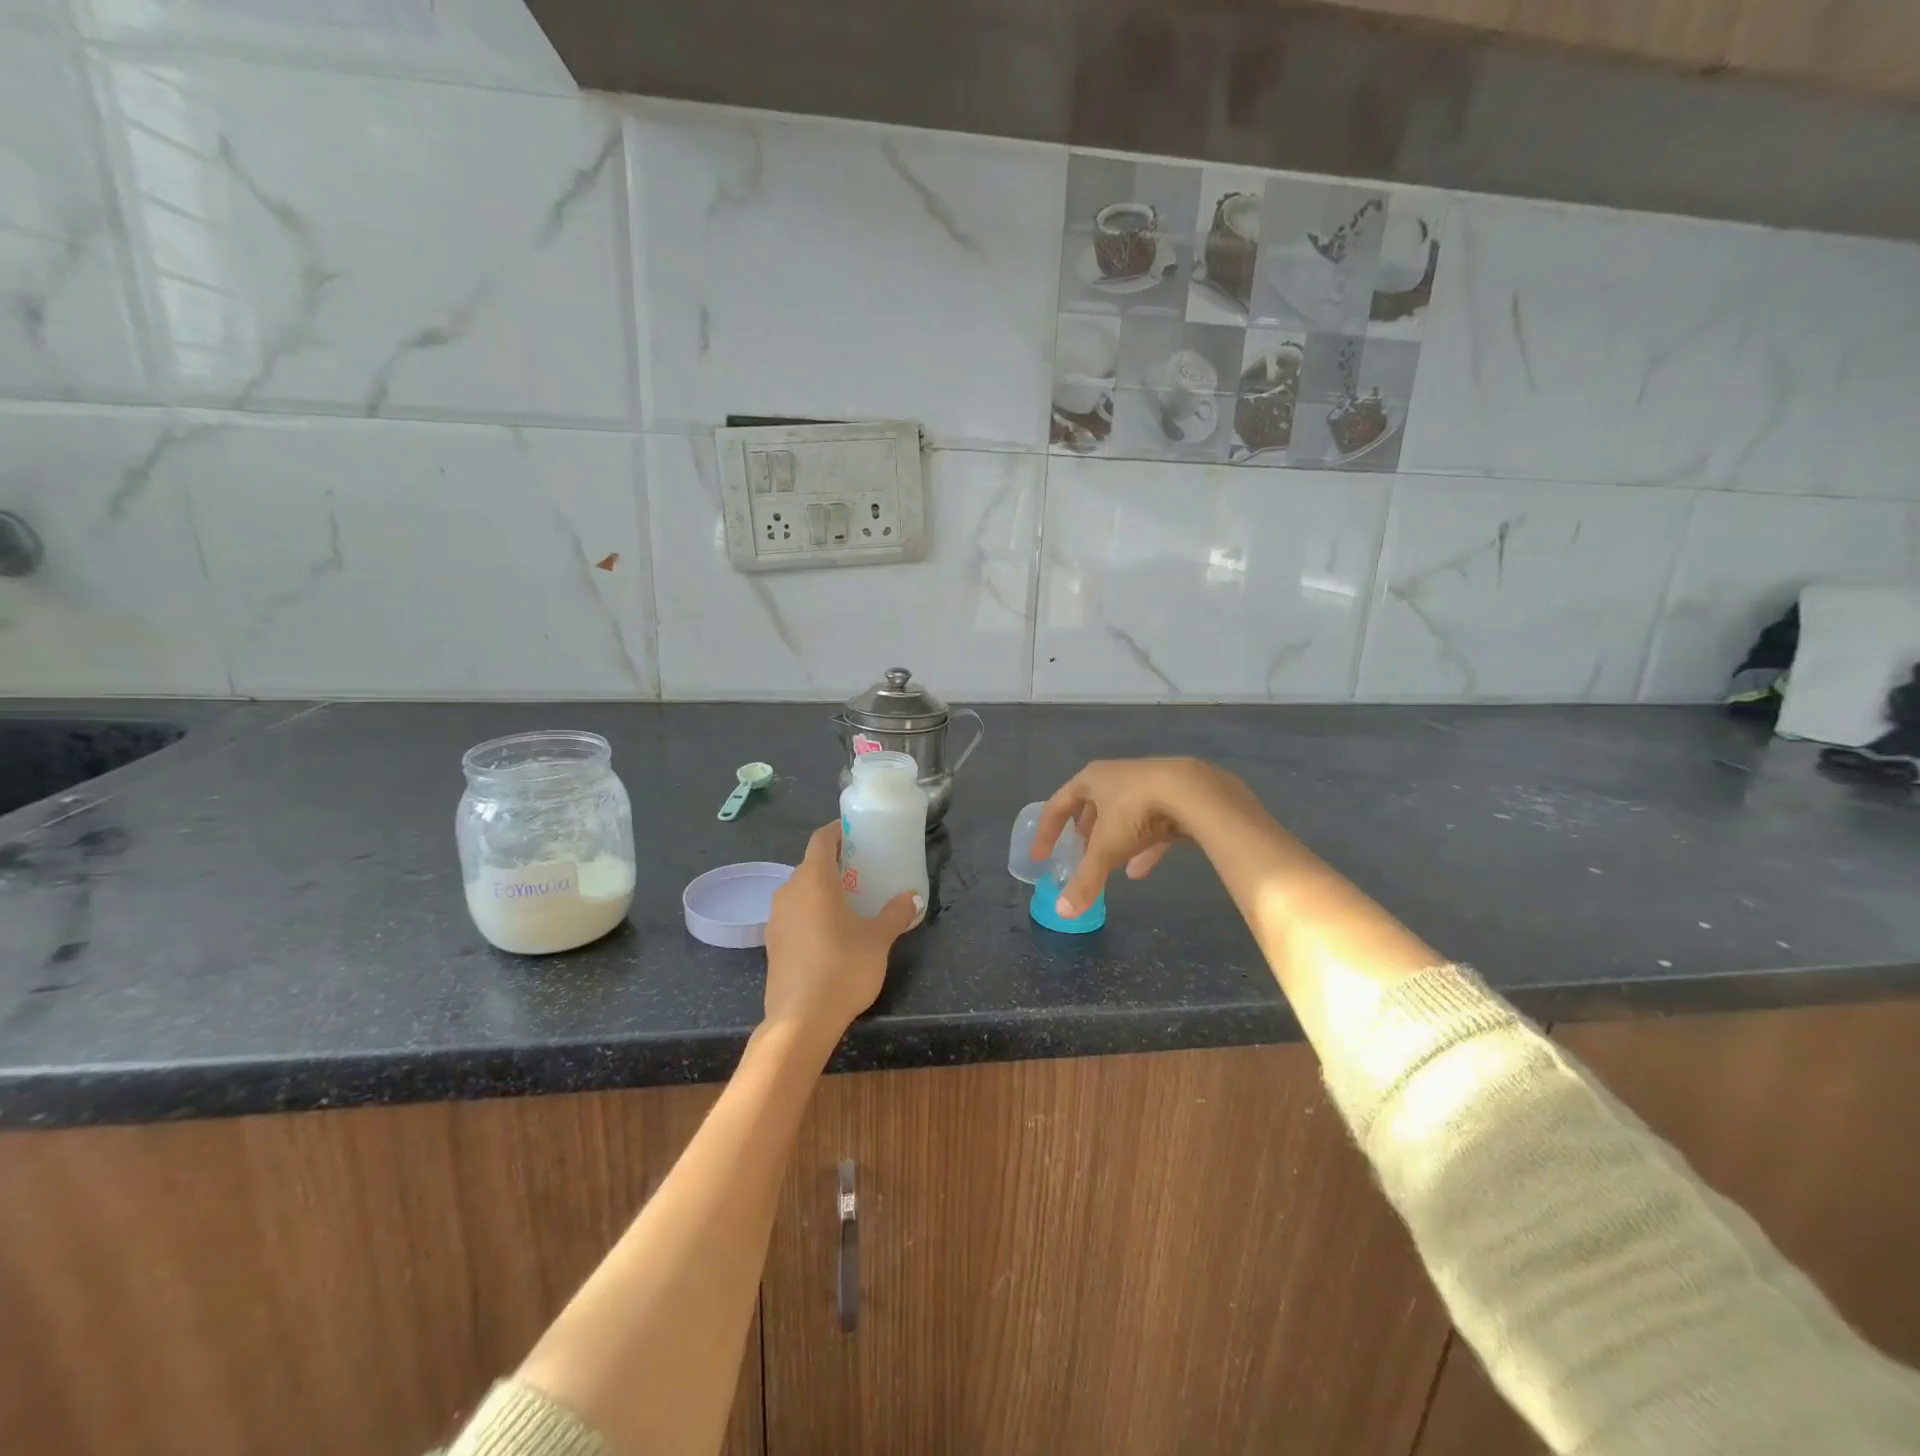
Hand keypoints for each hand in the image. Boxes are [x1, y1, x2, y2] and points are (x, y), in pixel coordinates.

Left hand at [763, 821, 920, 1042]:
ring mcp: (776, 918)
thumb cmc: (843, 967)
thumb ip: (896, 914)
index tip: (859, 834)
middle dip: (837, 864)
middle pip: (811, 865)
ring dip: (823, 890)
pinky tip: (832, 932)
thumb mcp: (878, 939)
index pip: (821, 839)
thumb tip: (913, 897)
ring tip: (851, 902)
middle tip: (864, 871)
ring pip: (801, 891)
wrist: (801, 1020)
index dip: (839, 832)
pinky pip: (795, 914)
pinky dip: (812, 913)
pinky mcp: (772, 943)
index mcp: (813, 879)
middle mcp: (788, 891)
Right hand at [1032, 757, 1252, 917]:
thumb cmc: (1136, 812)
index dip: (1046, 833)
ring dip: (1113, 842)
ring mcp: (1146, 784)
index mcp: (1091, 779)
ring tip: (1107, 867)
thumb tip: (1062, 913)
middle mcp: (1116, 777)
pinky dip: (1142, 848)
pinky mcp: (1173, 797)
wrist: (1194, 792)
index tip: (1040, 857)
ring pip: (1122, 816)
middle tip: (1077, 858)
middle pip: (1091, 807)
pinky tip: (1140, 871)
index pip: (1058, 805)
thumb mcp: (1106, 849)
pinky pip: (1150, 825)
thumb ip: (1085, 880)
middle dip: (1083, 835)